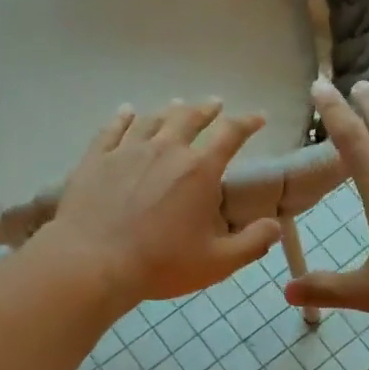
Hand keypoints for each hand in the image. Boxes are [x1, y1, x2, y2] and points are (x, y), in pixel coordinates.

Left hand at [42, 99, 282, 305]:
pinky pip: (112, 129)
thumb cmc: (160, 264)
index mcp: (199, 171)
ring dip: (169, 111)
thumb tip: (275, 224)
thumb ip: (251, 243)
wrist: (93, 263)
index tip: (258, 117)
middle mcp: (166, 150)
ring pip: (152, 119)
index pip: (231, 134)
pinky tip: (126, 112)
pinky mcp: (96, 158)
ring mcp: (127, 150)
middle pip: (189, 117)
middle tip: (215, 104)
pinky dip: (123, 117)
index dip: (247, 123)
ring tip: (177, 106)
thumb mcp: (217, 263)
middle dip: (206, 109)